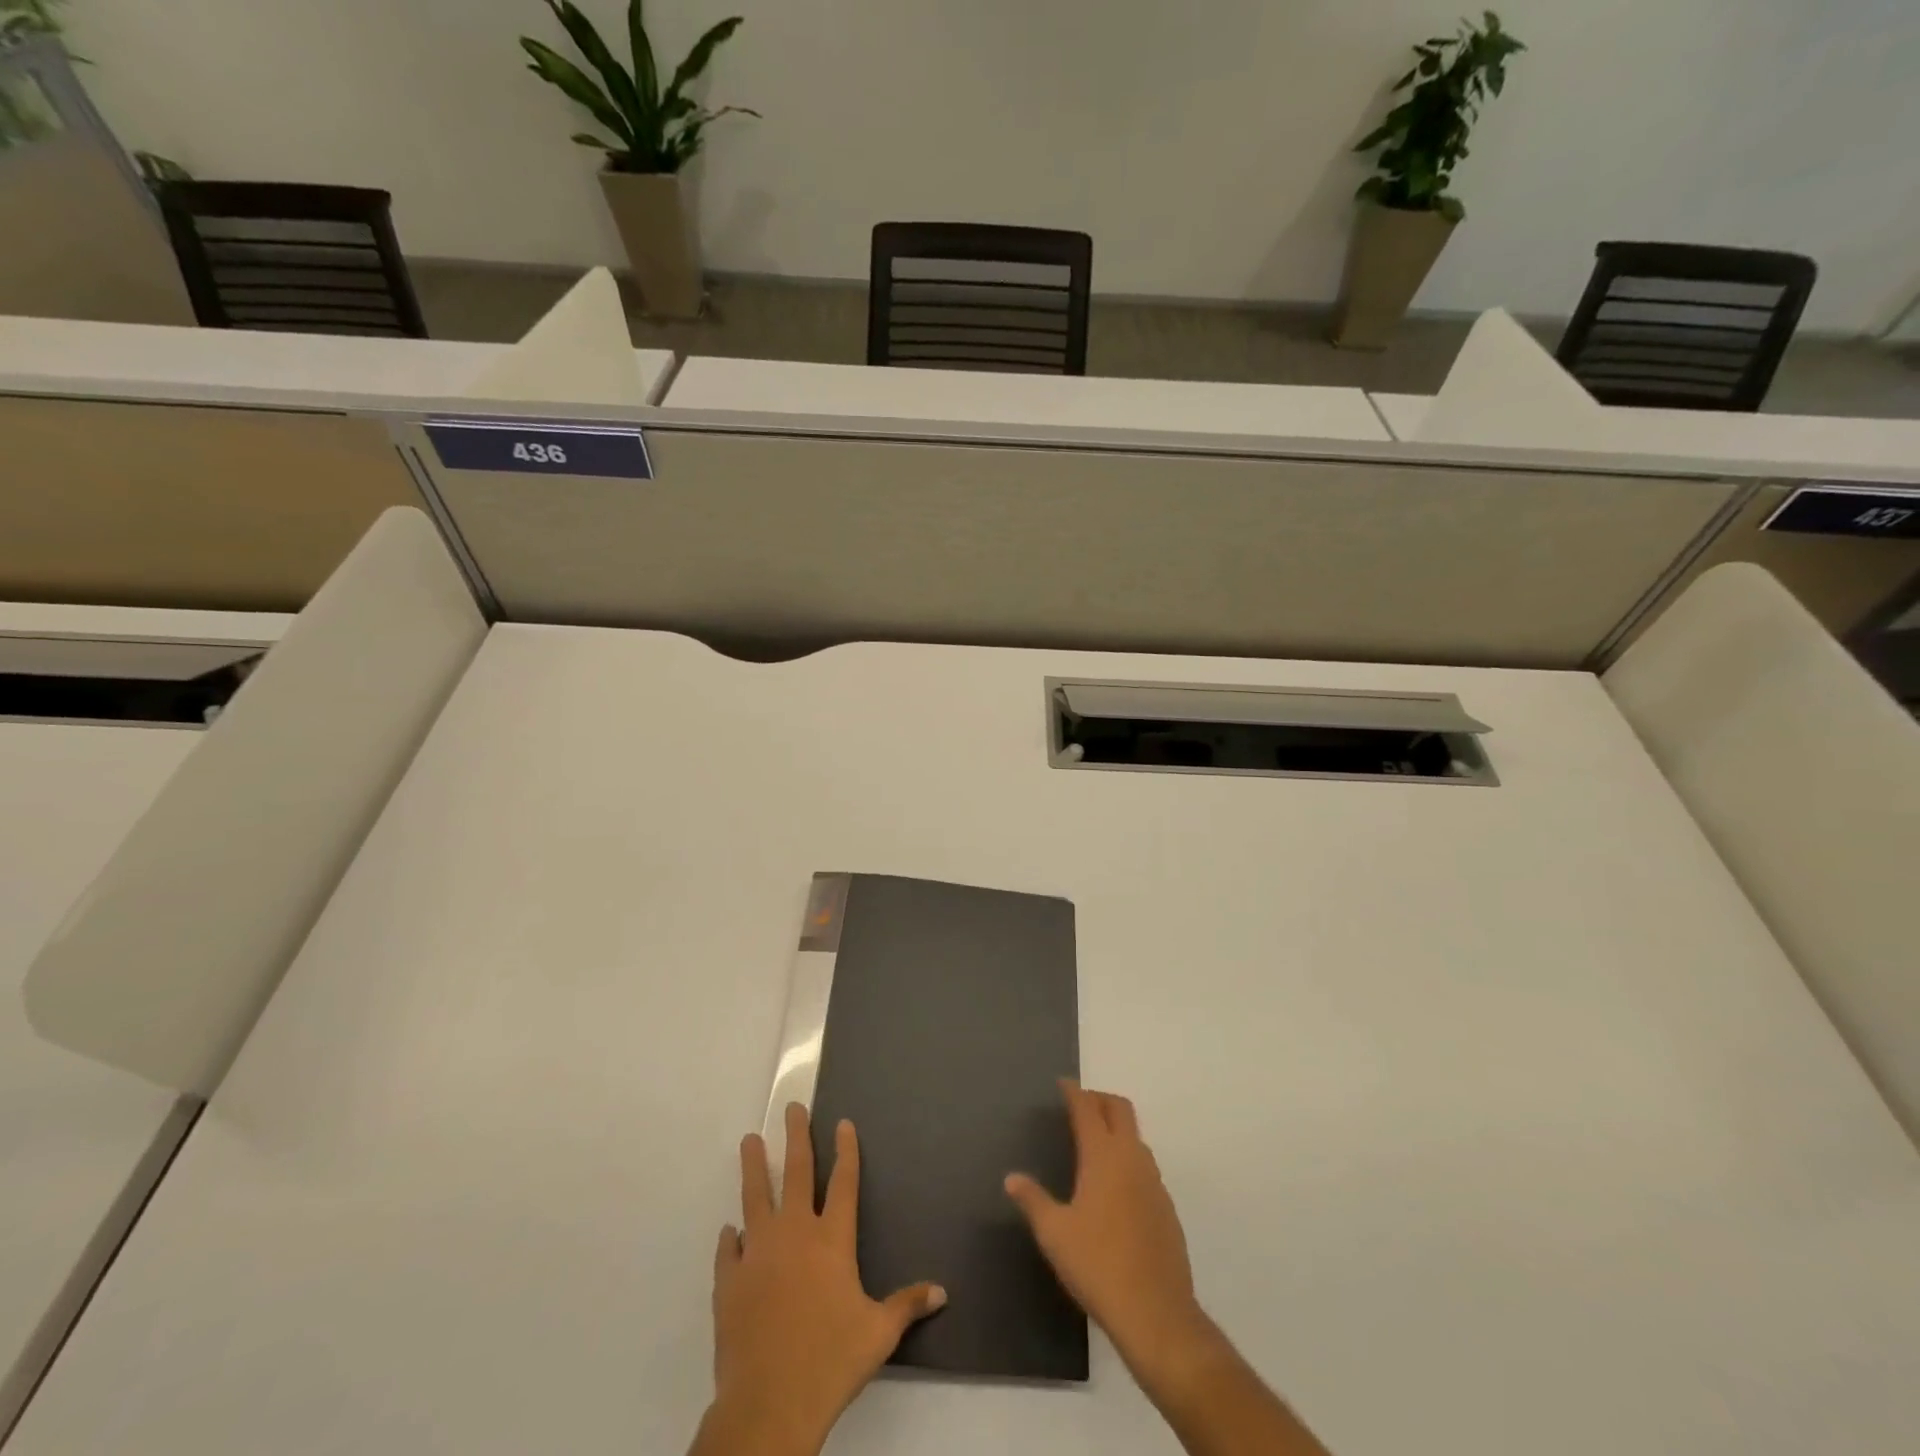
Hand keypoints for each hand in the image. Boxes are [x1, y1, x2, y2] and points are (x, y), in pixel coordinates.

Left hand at [694, 1103, 945, 1455]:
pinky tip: (731, 1231)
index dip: (846, 1150)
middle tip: (791, 1108)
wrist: (770, 1401)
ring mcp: (758, 1253)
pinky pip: (729, 1249)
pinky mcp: (730, 1280)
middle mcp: (795, 1234)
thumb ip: (907, 1305)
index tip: (843, 1123)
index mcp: (832, 1240)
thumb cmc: (831, 1360)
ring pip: (755, 1196)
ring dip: (753, 1166)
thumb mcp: (878, 1334)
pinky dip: (731, 1238)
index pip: (843, 1182)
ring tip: (749, 1140)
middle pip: (796, 1172)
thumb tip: (942, 1292)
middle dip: (795, 1136)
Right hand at [1005, 1081, 1214, 1389]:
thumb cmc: (1097, 1265)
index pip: (1087, 1108)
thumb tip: (1011, 1178)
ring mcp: (1154, 1181)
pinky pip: (1145, 1166)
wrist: (1156, 1313)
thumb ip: (1033, 1200)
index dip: (1074, 1092)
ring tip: (1095, 1143)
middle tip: (1079, 1105)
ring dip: (1116, 1128)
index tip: (1062, 1084)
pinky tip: (1115, 1188)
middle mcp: (1131, 1158)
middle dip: (1099, 1099)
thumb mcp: (1054, 1233)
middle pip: (1120, 1109)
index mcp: (1103, 1155)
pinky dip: (1128, 1158)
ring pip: (1136, 1136)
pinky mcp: (1166, 1207)